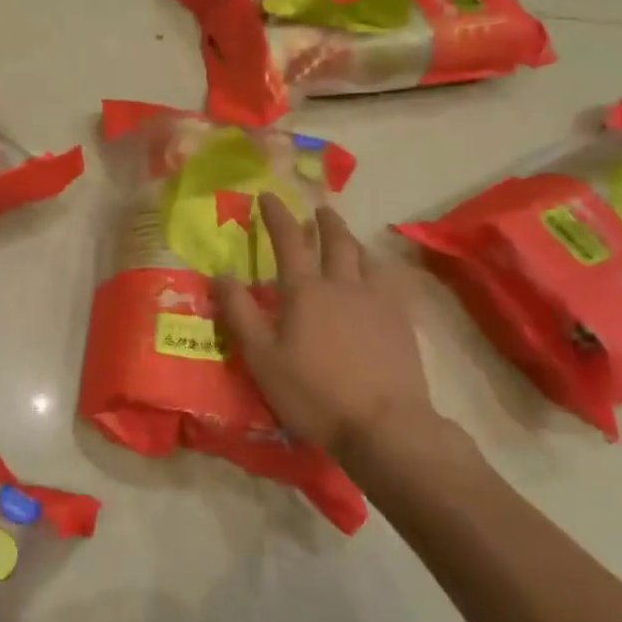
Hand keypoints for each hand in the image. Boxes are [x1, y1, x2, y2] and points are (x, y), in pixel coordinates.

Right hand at [215, 195, 447, 458]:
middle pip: (335, 241)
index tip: (268, 196)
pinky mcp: (401, 321)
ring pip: (364, 257)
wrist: (385, 424)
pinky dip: (376, 267)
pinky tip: (377, 276)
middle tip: (317, 210)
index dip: (276, 215)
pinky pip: (388, 280)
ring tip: (345, 238)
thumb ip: (240, 313)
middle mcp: (343, 285)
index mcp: (305, 291)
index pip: (288, 240)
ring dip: (351, 241)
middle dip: (323, 221)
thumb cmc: (313, 393)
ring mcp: (377, 301)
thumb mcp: (262, 357)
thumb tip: (220, 274)